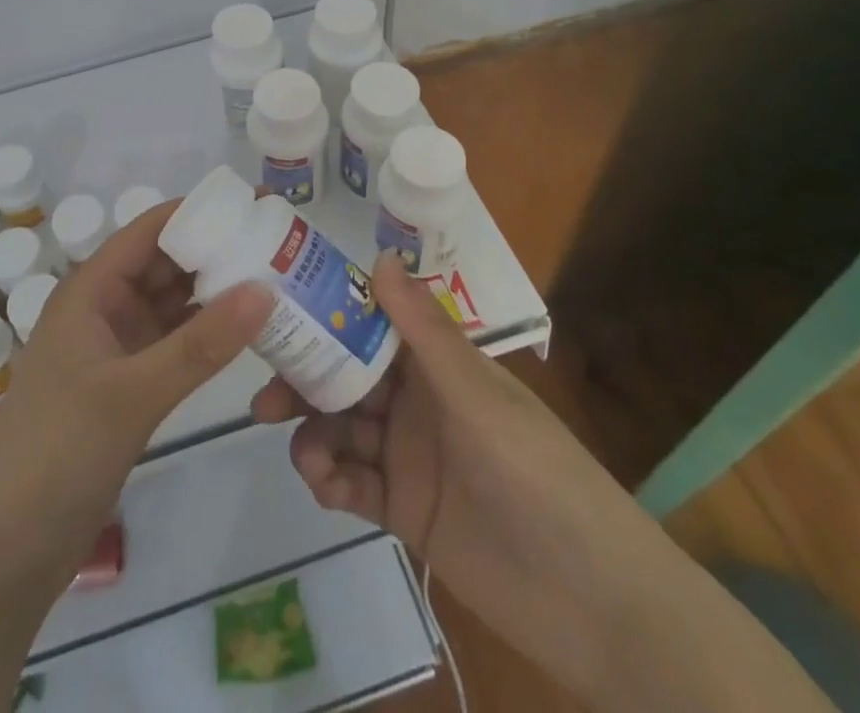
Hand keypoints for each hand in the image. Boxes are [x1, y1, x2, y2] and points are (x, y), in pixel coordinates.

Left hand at [0, 200, 271, 583]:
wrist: (5, 548)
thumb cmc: (57, 449)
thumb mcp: (132, 393)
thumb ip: (201, 344)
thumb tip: (265, 290)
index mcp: (91, 289)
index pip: (149, 230)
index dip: (199, 212)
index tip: (254, 206)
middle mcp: (104, 307)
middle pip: (165, 263)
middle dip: (216, 250)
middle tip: (279, 244)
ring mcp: (117, 348)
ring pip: (173, 304)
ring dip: (216, 292)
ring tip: (276, 279)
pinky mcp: (128, 385)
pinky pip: (175, 343)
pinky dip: (207, 334)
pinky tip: (247, 332)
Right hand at [250, 253, 663, 695]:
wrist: (594, 602)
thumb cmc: (537, 473)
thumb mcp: (477, 396)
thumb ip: (424, 331)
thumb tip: (379, 256)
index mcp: (437, 365)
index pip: (372, 326)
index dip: (328, 316)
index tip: (279, 313)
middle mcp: (418, 402)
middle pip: (347, 380)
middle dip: (307, 382)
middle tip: (265, 394)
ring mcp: (409, 457)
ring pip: (344, 431)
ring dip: (316, 435)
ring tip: (306, 454)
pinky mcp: (405, 511)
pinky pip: (354, 484)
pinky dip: (331, 480)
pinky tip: (324, 486)